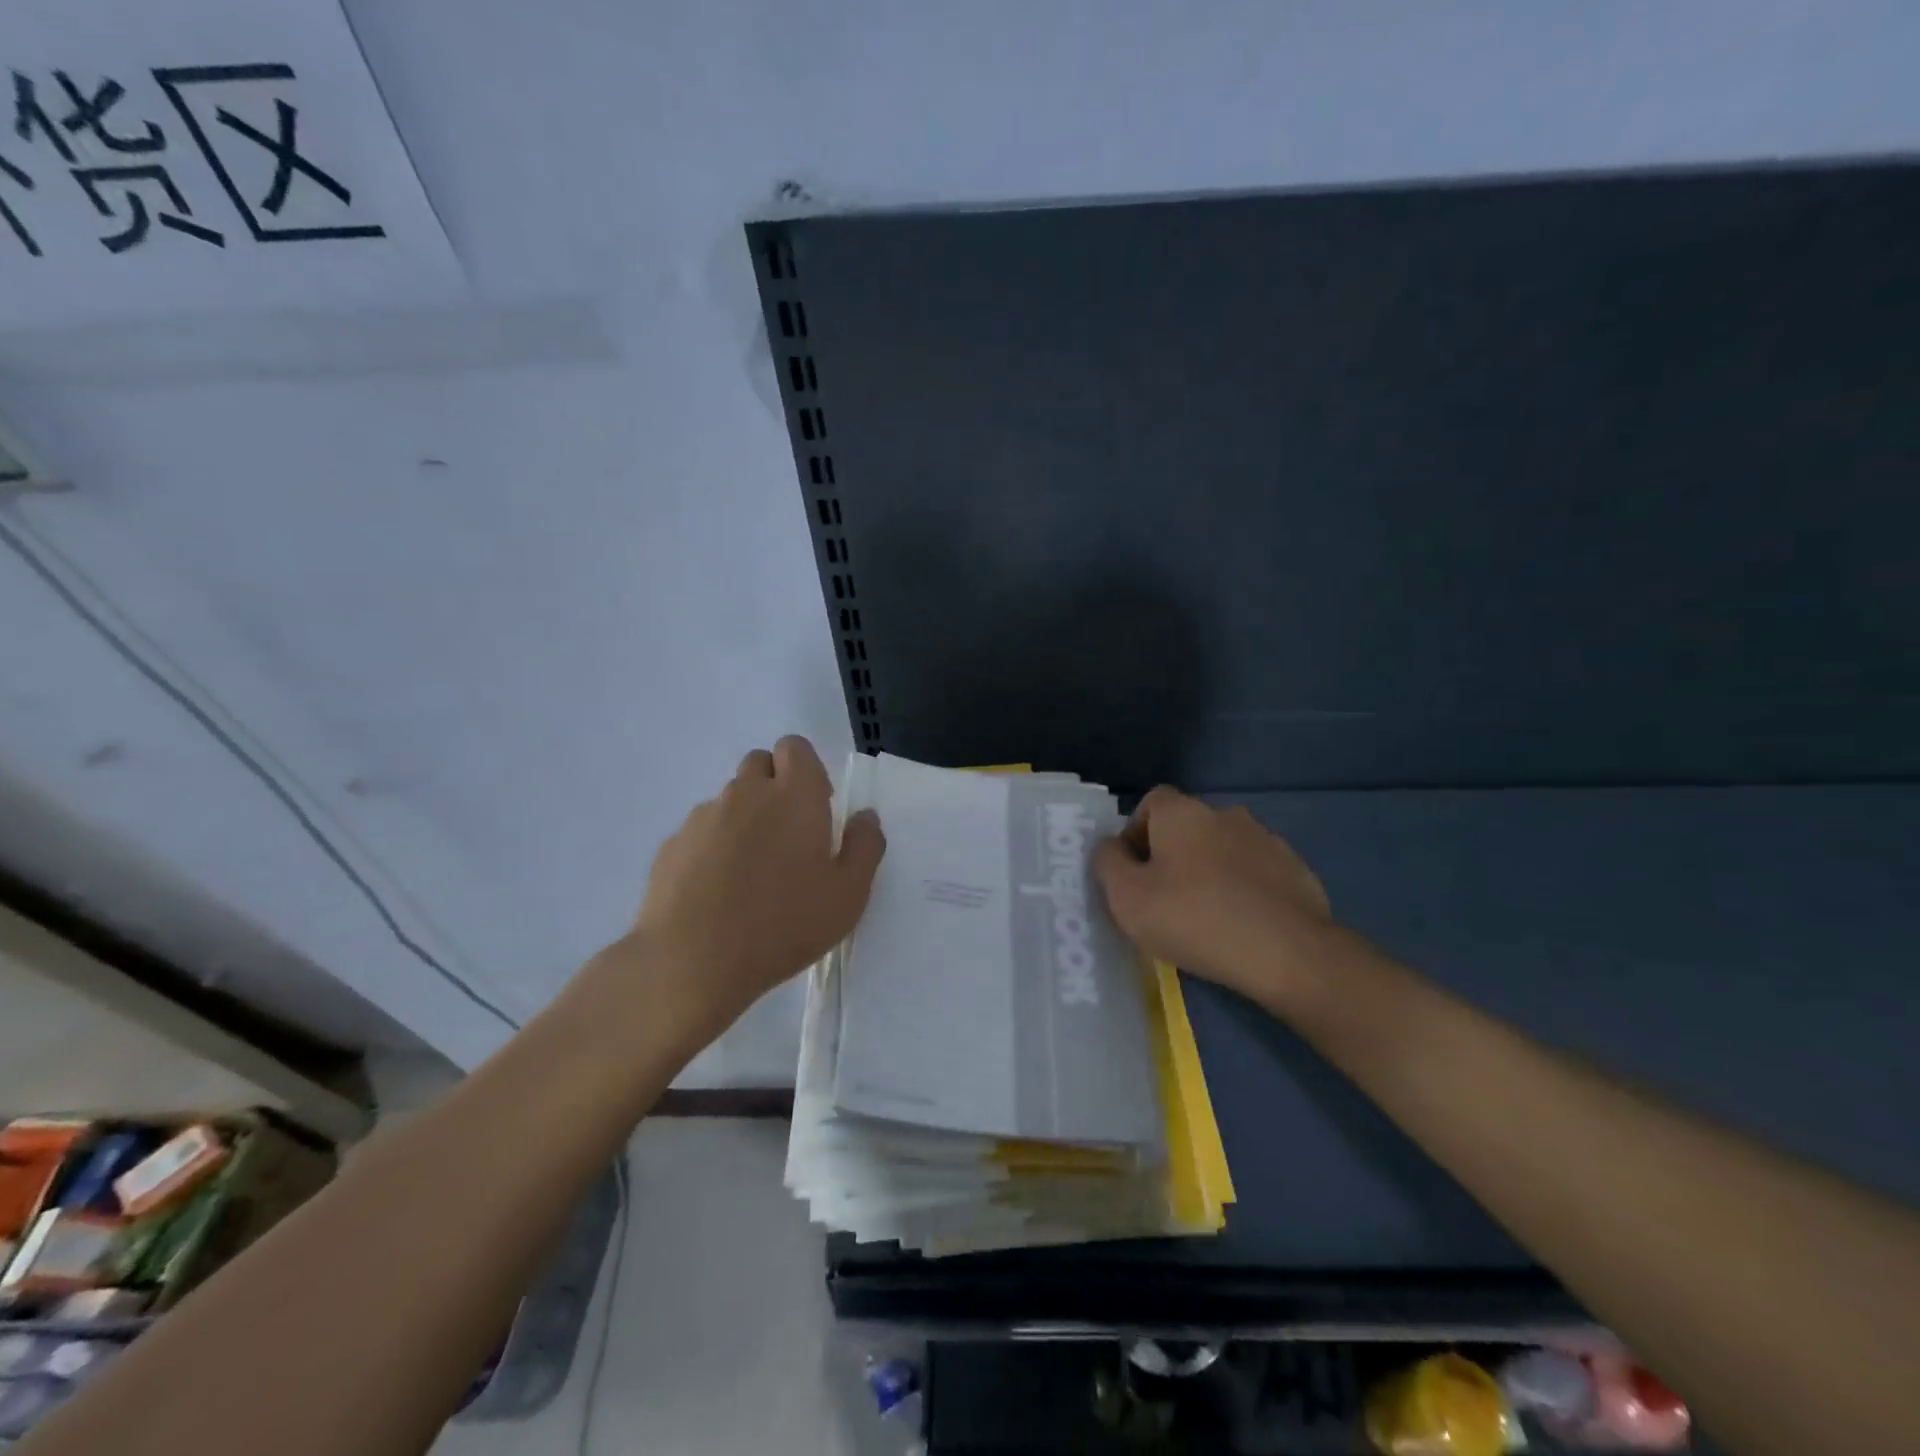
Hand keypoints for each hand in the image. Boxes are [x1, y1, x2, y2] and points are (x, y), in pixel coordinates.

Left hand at [626, 736, 884, 1034]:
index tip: (816, 807)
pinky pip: (701, 831)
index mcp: (794, 796)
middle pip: (760, 764)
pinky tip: (719, 891)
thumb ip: (865, 847)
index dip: (807, 769)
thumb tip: (865, 817)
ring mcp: (703, 817)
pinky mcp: (673, 844)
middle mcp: (746, 793)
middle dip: (775, 786)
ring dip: (745, 818)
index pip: (795, 747)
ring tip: (752, 872)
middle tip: (788, 837)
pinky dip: (714, 846)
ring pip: (730, 799)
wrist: (692, 961)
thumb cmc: (783, 924)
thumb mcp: (848, 894)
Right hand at [1093, 786, 1332, 1006]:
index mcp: (1182, 813)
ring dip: (1209, 872)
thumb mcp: (1127, 897)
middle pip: (1186, 826)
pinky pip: (1255, 873)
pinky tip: (1241, 925)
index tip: (1133, 873)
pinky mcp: (1295, 870)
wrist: (1288, 952)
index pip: (1150, 803)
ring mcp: (1266, 839)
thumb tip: (1111, 847)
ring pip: (1222, 849)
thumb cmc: (1194, 919)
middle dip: (1172, 855)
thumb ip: (1108, 863)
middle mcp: (1225, 814)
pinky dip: (1243, 890)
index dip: (1135, 833)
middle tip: (1164, 899)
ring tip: (1205, 917)